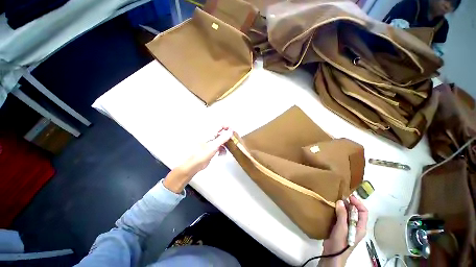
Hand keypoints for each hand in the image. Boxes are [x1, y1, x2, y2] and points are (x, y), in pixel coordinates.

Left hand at [163, 127, 232, 192]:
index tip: (233, 132)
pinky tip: (221, 154)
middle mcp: (210, 136)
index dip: (227, 127)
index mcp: (209, 133)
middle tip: (232, 141)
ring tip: (226, 149)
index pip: (220, 125)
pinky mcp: (211, 148)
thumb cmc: (200, 155)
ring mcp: (211, 143)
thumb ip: (223, 138)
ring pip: (222, 140)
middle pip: (222, 133)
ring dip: (225, 145)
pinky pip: (220, 146)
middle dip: (227, 137)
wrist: (194, 165)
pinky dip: (222, 150)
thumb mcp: (214, 146)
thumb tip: (230, 131)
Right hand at [319, 195, 367, 266]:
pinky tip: (330, 207)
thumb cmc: (341, 242)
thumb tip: (340, 201)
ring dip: (342, 207)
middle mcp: (355, 226)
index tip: (348, 197)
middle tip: (339, 196)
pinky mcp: (339, 227)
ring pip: (346, 213)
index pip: (363, 212)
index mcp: (360, 227)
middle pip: (355, 212)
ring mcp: (347, 227)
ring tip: (334, 200)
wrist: (332, 254)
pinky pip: (340, 216)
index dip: (358, 203)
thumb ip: (342, 215)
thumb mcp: (342, 228)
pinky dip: (336, 211)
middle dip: (349, 203)